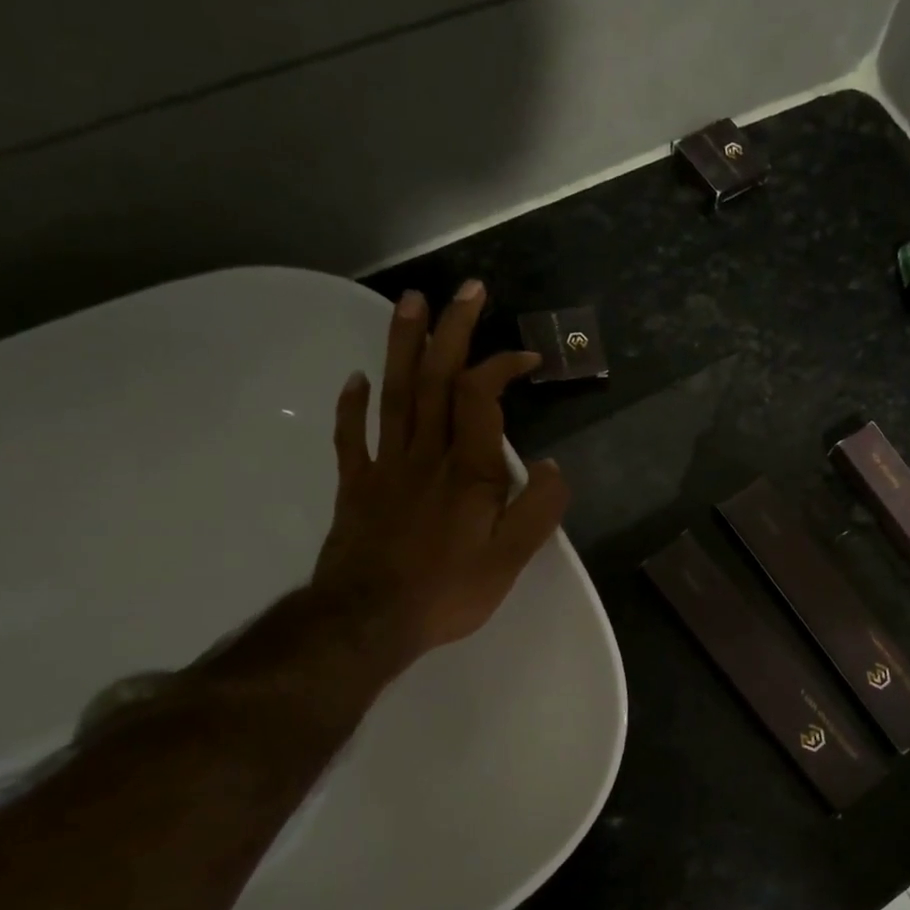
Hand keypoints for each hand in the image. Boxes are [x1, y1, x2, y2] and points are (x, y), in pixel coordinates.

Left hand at [309, 279, 569, 670]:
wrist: (370, 620)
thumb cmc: (448, 591)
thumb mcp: (511, 559)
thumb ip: (539, 510)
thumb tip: (555, 467)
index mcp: (469, 470)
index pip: (482, 396)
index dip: (502, 365)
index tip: (527, 357)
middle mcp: (427, 455)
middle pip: (437, 379)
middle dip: (452, 330)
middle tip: (465, 289)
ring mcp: (386, 467)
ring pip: (397, 394)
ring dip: (404, 345)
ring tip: (409, 302)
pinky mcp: (357, 487)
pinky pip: (353, 437)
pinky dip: (353, 405)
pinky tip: (357, 379)